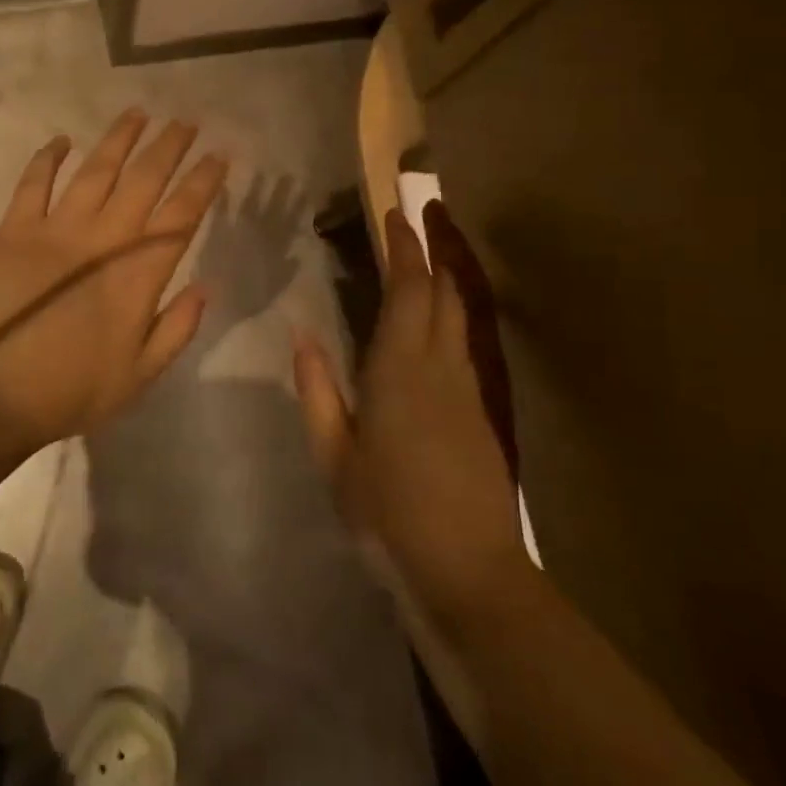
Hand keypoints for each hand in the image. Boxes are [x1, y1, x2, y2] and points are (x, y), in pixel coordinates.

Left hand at [0, 108, 227, 450]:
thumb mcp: (140, 377)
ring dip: (119, 139)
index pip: (181, 216)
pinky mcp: (15, 229)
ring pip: (95, 170)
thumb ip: (177, 328)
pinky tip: (62, 140)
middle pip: (144, 180)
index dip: (203, 182)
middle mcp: (103, 239)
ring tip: (138, 113)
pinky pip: (34, 183)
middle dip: (169, 147)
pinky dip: (48, 158)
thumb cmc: (70, 390)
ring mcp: (56, 229)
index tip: (219, 156)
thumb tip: (205, 286)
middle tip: (186, 122)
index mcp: (137, 275)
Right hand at [292, 201, 525, 626]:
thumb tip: (303, 338)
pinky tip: (436, 327)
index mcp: (401, 370)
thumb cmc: (388, 513)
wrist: (470, 571)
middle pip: (443, 294)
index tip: (395, 214)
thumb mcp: (335, 456)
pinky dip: (450, 318)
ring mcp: (469, 390)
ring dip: (443, 283)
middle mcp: (441, 367)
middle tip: (411, 223)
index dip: (404, 249)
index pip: (409, 291)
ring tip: (423, 262)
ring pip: (460, 317)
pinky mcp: (482, 412)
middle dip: (429, 253)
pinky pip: (464, 345)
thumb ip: (318, 392)